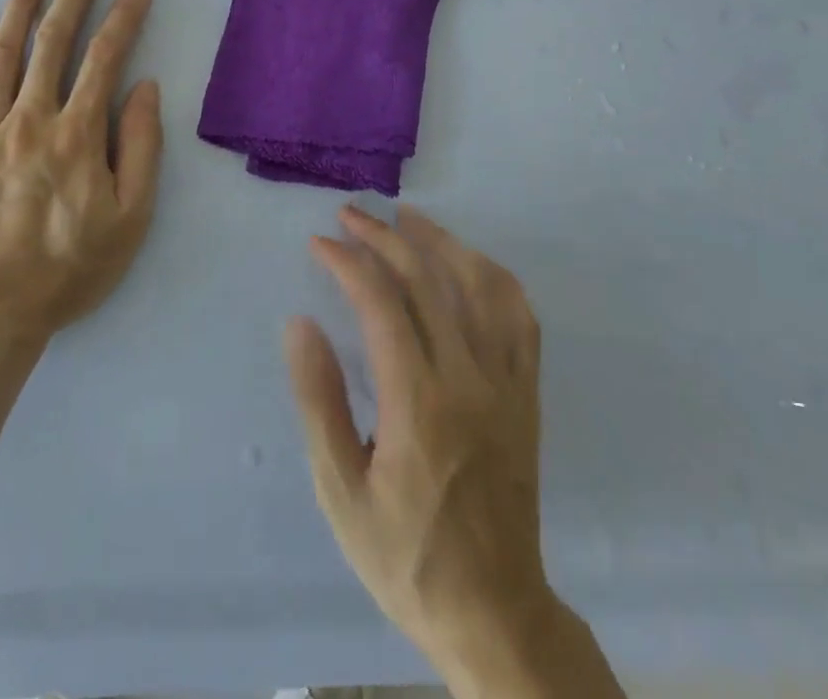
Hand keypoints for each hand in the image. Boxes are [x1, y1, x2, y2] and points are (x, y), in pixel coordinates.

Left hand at [0, 0, 161, 338]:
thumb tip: (145, 88)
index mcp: (77, 134)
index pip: (106, 57)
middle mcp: (30, 117)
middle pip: (54, 41)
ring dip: (21, 5)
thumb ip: (141, 148)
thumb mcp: (130, 219)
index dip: (125, 16)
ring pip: (3, 52)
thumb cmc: (67, 269)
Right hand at [285, 205, 561, 684]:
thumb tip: (301, 323)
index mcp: (418, 403)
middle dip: (382, 238)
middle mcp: (468, 379)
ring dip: (440, 241)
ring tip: (406, 217)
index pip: (381, 303)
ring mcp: (506, 383)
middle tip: (349, 215)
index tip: (320, 243)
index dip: (348, 262)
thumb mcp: (340, 493)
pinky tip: (469, 262)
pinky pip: (520, 317)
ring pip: (479, 285)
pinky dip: (492, 277)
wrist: (494, 612)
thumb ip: (318, 402)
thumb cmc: (405, 556)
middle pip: (427, 281)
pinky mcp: (527, 394)